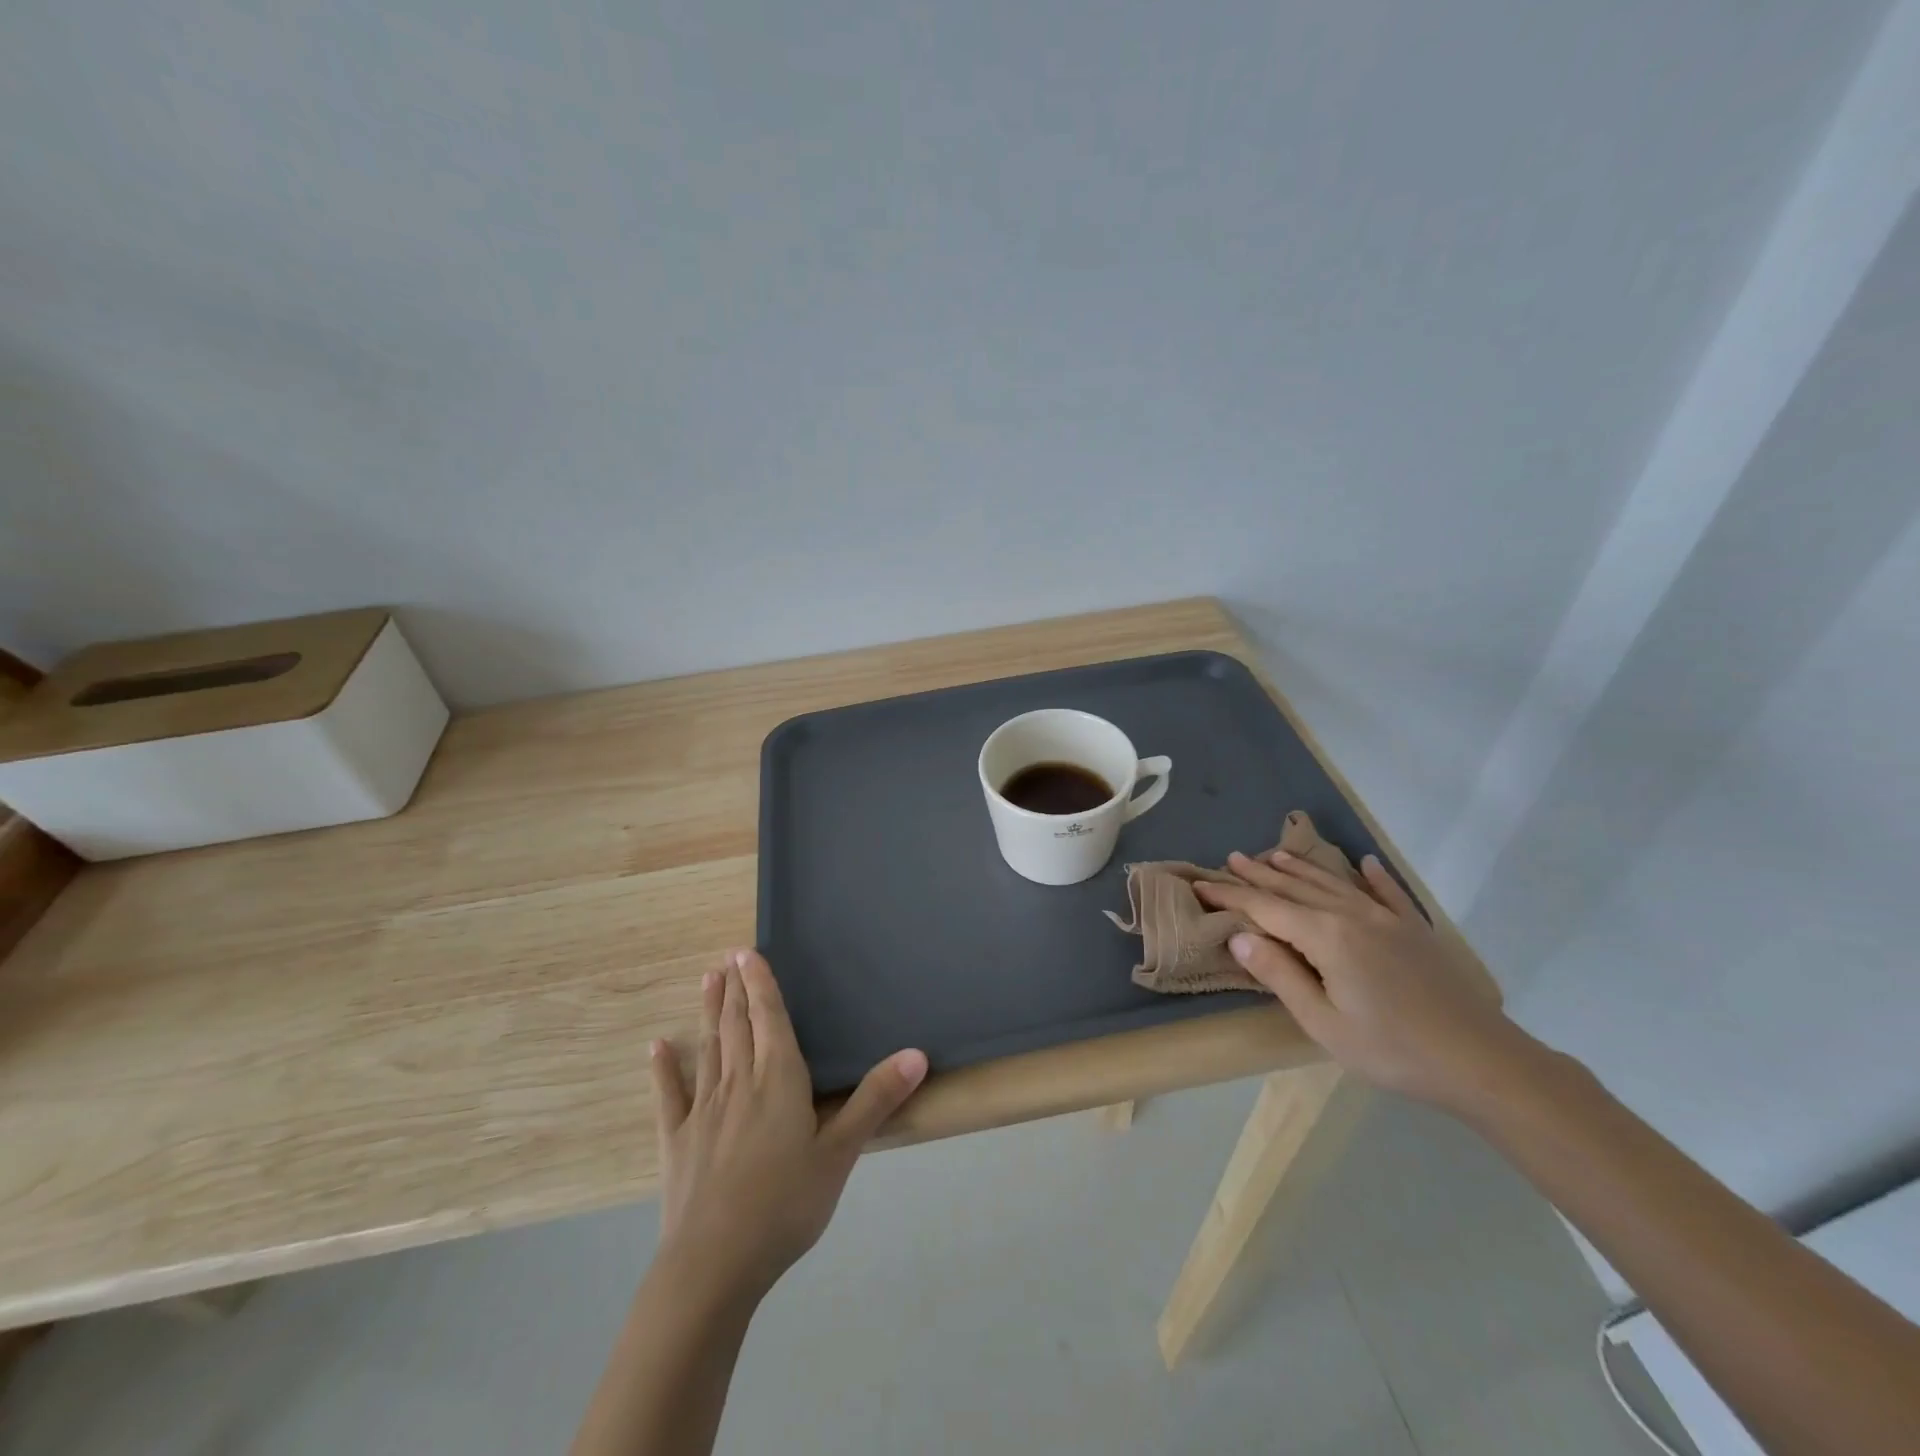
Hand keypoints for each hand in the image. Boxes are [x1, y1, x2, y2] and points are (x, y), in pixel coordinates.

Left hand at [649, 949, 926, 1304]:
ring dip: (709, 1013)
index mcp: (778, 1080)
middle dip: (736, 990)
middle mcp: (739, 1083)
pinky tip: (657, 1047)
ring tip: (707, 981)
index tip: (747, 953)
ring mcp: (704, 1110)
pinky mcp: (677, 1141)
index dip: (761, 984)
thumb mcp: (840, 1154)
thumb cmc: (785, 1205)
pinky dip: (664, 1069)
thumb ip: (875, 1100)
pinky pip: (670, 1096)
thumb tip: (917, 1054)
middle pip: (738, 1025)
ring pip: (709, 1049)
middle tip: (728, 958)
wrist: (714, 1265)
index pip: (769, 1018)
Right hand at [1194, 851, 1528, 1111]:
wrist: (1483, 1062)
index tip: (1201, 884)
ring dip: (1301, 868)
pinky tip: (1364, 863)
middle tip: (1230, 858)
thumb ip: (1280, 975)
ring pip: (1334, 883)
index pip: (1266, 908)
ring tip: (1274, 853)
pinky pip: (1388, 893)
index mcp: (1326, 936)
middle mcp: (1353, 915)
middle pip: (1296, 888)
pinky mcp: (1416, 931)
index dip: (1231, 895)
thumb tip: (1240, 936)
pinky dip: (1373, 876)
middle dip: (1259, 874)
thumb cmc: (1392, 1050)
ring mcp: (1388, 919)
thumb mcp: (1324, 1023)